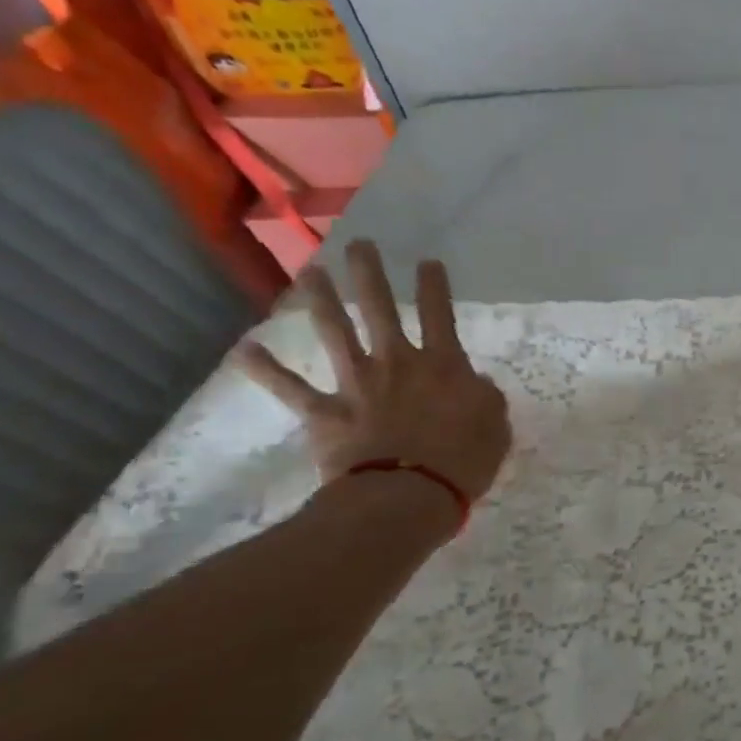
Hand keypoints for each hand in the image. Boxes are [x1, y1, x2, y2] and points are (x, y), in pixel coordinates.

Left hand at [236, 241, 511, 503]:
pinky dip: (265, 369)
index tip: (428, 262)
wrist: (407, 495)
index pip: (441, 315)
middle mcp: (397, 363)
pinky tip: (244, 349)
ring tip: (311, 272)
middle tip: (359, 245)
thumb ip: (485, 397)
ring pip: (336, 333)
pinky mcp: (326, 413)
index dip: (435, 287)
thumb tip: (474, 383)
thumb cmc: (463, 461)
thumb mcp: (496, 426)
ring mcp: (358, 385)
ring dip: (322, 301)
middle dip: (370, 275)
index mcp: (444, 366)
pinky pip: (291, 389)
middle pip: (381, 310)